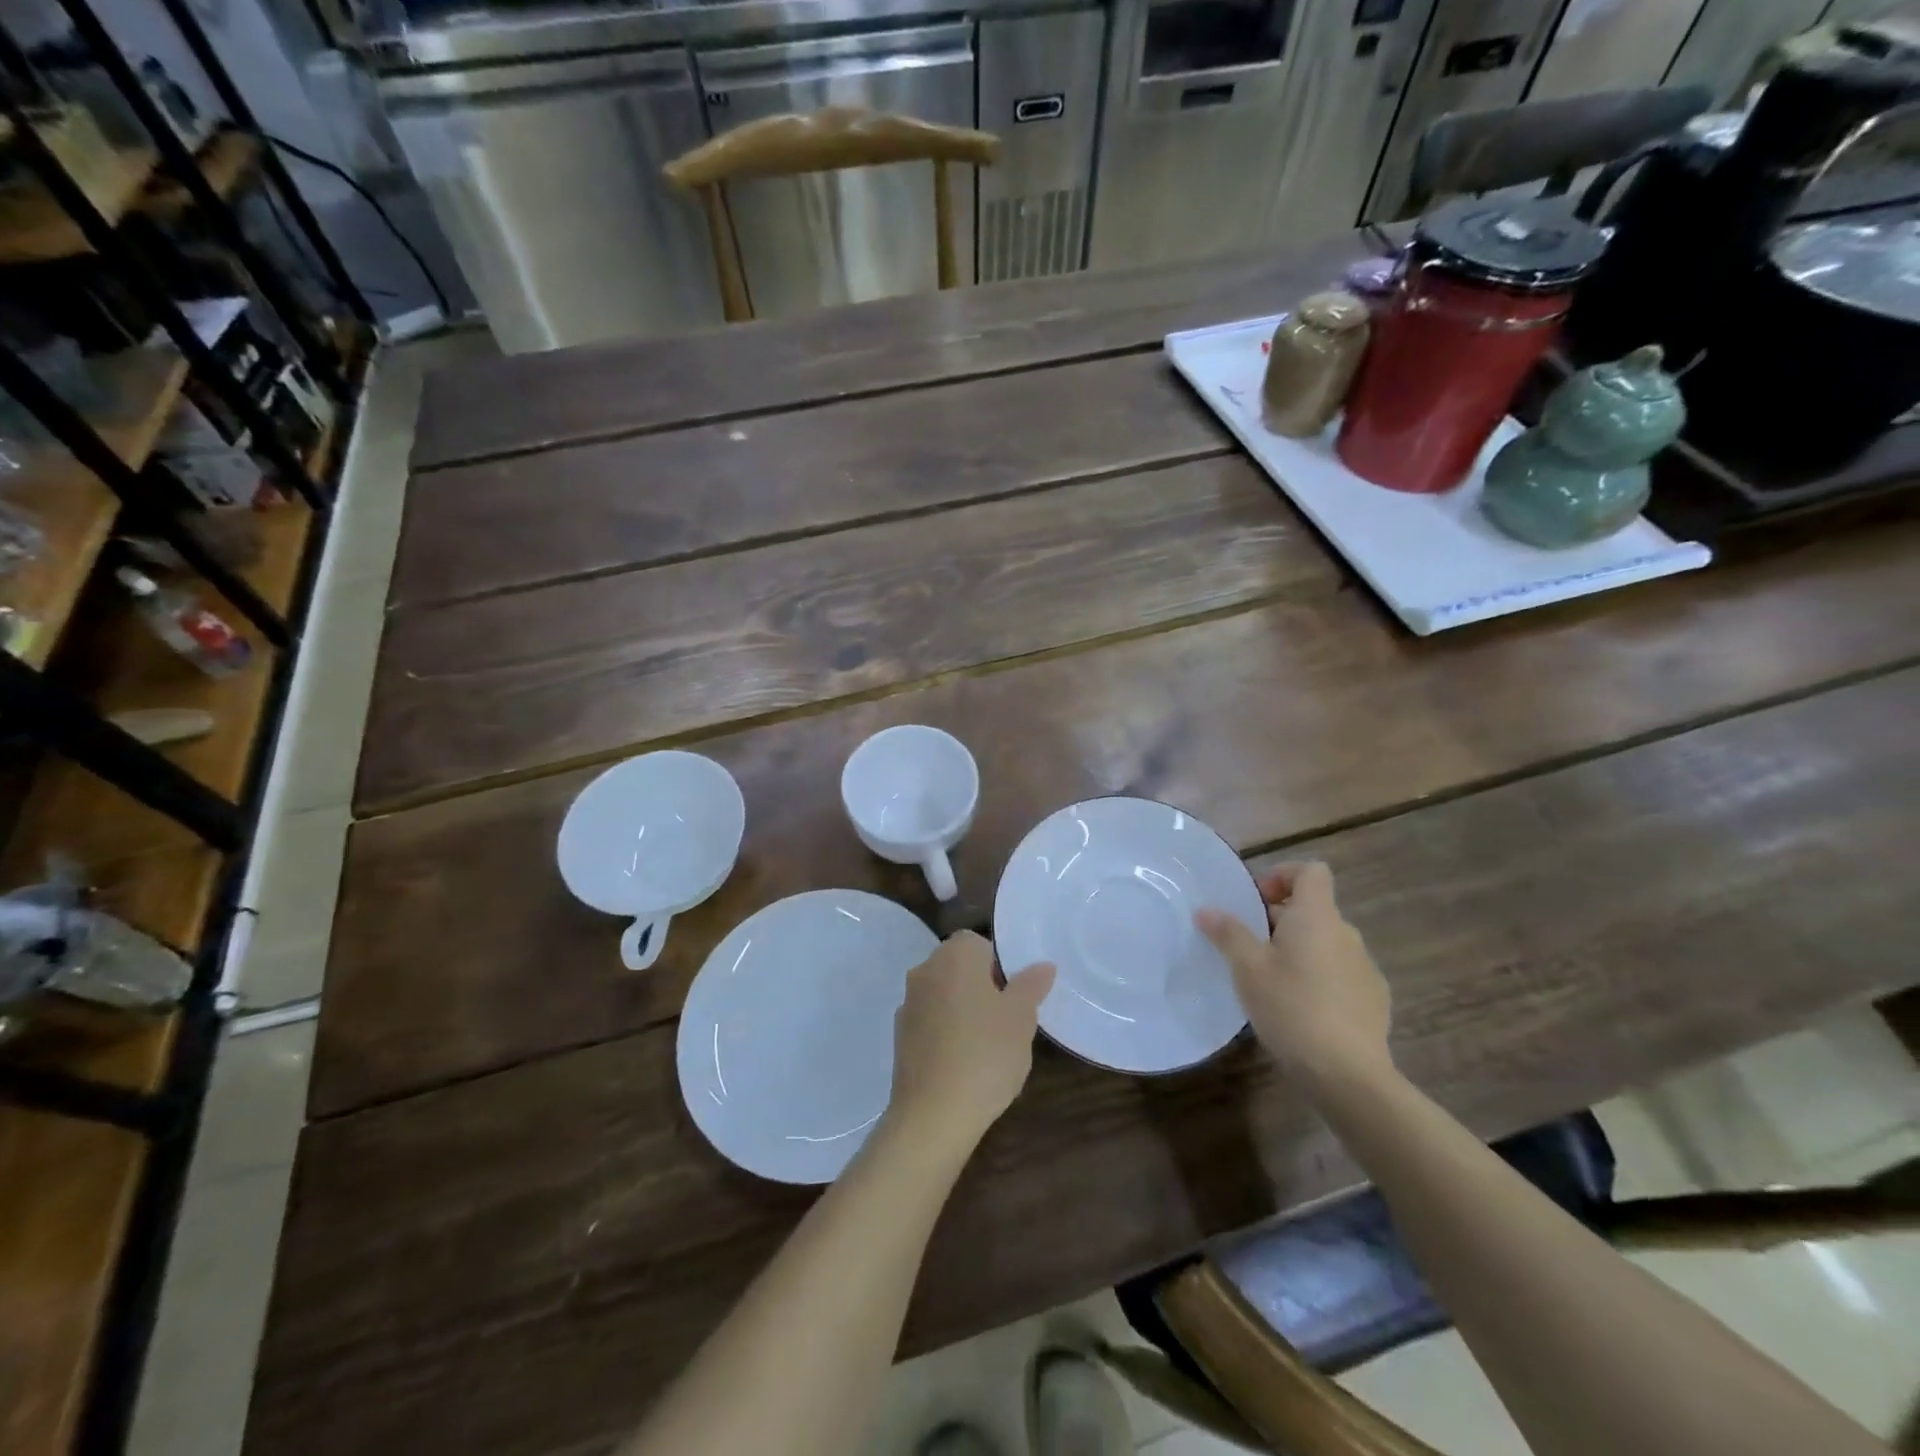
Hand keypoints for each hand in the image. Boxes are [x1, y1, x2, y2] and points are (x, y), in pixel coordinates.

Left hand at [887, 931, 1054, 1152]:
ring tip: (989, 1046)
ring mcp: (908, 1003)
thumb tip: (1042, 965)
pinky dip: (947, 1032)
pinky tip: (964, 1063)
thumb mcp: (1021, 1019)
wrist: (932, 1115)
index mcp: (954, 956)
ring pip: (945, 994)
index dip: (1001, 966)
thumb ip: (1031, 986)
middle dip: (984, 987)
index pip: (979, 943)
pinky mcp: (899, 1035)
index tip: (1015, 996)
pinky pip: (931, 1021)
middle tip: (1008, 1021)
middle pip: (960, 967)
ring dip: (964, 1009)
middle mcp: (925, 970)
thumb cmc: (984, 1055)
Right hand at [1195, 862, 1391, 1088]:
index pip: (1311, 872)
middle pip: (1313, 909)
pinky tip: (1301, 1010)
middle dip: (1280, 920)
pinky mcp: (1374, 999)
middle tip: (1249, 948)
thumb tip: (1206, 909)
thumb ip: (1228, 933)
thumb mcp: (1248, 968)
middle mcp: (1347, 933)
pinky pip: (1341, 973)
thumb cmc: (1291, 1007)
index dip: (1283, 876)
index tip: (1256, 901)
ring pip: (1326, 943)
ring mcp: (1365, 967)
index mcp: (1317, 917)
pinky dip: (1320, 978)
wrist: (1348, 1074)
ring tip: (1272, 982)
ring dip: (1300, 950)